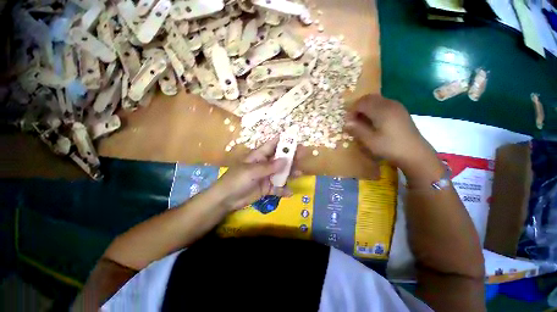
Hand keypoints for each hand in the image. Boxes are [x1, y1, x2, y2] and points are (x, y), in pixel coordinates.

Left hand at [215, 138, 300, 210]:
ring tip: (300, 173)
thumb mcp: (252, 171)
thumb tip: (286, 160)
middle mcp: (265, 164)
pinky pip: (277, 187)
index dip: (283, 141)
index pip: (273, 145)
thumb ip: (269, 167)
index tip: (296, 139)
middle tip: (304, 155)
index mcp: (259, 156)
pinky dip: (283, 190)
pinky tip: (289, 193)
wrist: (226, 199)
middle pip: (280, 158)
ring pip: (281, 172)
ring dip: (290, 173)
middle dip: (291, 157)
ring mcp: (266, 176)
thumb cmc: (236, 180)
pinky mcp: (266, 188)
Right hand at [345, 94, 442, 184]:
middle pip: (369, 98)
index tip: (348, 122)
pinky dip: (374, 109)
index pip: (361, 103)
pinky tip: (374, 121)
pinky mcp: (400, 111)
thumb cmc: (390, 147)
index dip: (351, 111)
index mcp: (382, 110)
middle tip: (353, 120)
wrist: (415, 153)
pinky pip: (383, 104)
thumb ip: (357, 129)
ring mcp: (397, 106)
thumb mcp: (370, 140)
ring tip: (362, 121)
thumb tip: (346, 123)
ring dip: (366, 108)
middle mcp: (389, 104)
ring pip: (376, 100)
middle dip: (358, 107)